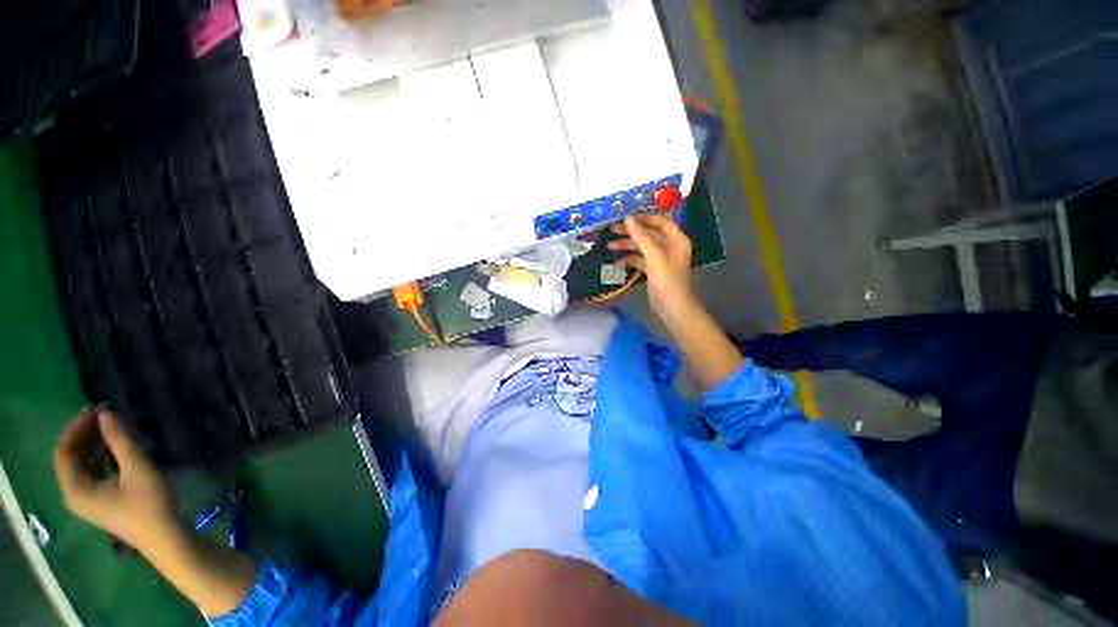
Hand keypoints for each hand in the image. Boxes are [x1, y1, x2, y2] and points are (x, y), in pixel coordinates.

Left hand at [53, 410, 177, 550]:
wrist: (166, 536)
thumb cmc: (149, 503)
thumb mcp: (137, 468)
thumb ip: (120, 441)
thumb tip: (106, 413)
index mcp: (75, 489)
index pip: (64, 452)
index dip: (76, 428)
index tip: (95, 410)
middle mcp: (75, 494)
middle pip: (70, 459)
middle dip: (84, 435)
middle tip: (104, 417)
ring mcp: (88, 500)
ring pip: (81, 465)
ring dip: (92, 445)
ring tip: (111, 429)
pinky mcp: (101, 501)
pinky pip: (92, 473)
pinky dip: (100, 456)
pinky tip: (115, 450)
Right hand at [608, 214, 698, 325]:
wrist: (674, 309)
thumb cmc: (667, 282)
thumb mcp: (654, 257)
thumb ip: (641, 237)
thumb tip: (628, 219)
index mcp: (676, 240)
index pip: (660, 222)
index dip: (643, 218)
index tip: (625, 218)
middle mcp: (670, 247)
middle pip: (649, 234)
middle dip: (631, 232)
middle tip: (612, 230)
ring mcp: (661, 260)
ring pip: (642, 247)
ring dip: (627, 246)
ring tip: (610, 247)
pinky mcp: (654, 271)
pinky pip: (640, 260)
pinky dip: (629, 260)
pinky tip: (617, 264)